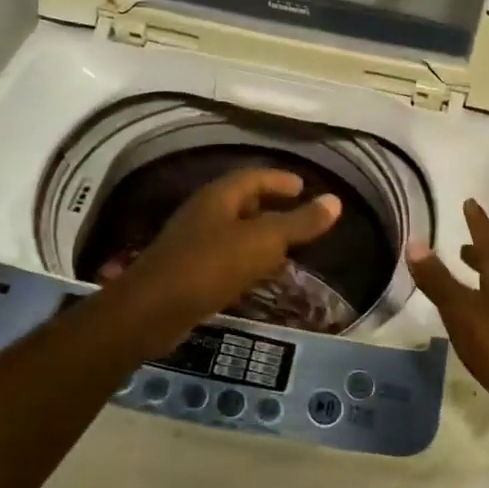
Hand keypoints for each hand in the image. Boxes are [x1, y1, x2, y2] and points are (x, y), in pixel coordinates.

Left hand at [111, 168, 341, 336]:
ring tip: (285, 249)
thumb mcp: (264, 242)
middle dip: (269, 206)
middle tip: (297, 216)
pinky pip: (224, 257)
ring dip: (258, 236)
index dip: (279, 180)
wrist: (153, 310)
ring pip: (233, 231)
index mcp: (219, 197)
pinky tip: (257, 276)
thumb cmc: (211, 266)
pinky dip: (246, 260)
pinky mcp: (187, 271)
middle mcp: (203, 213)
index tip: (303, 187)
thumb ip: (299, 223)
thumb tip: (335, 201)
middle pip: (241, 201)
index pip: (254, 177)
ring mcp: (192, 242)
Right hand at [407, 199, 488, 447]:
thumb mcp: (462, 313)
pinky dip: (487, 302)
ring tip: (467, 278)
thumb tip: (415, 243)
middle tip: (463, 245)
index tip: (470, 203)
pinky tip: (478, 320)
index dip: (477, 222)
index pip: (488, 240)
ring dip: (484, 278)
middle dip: (479, 252)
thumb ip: (439, 282)